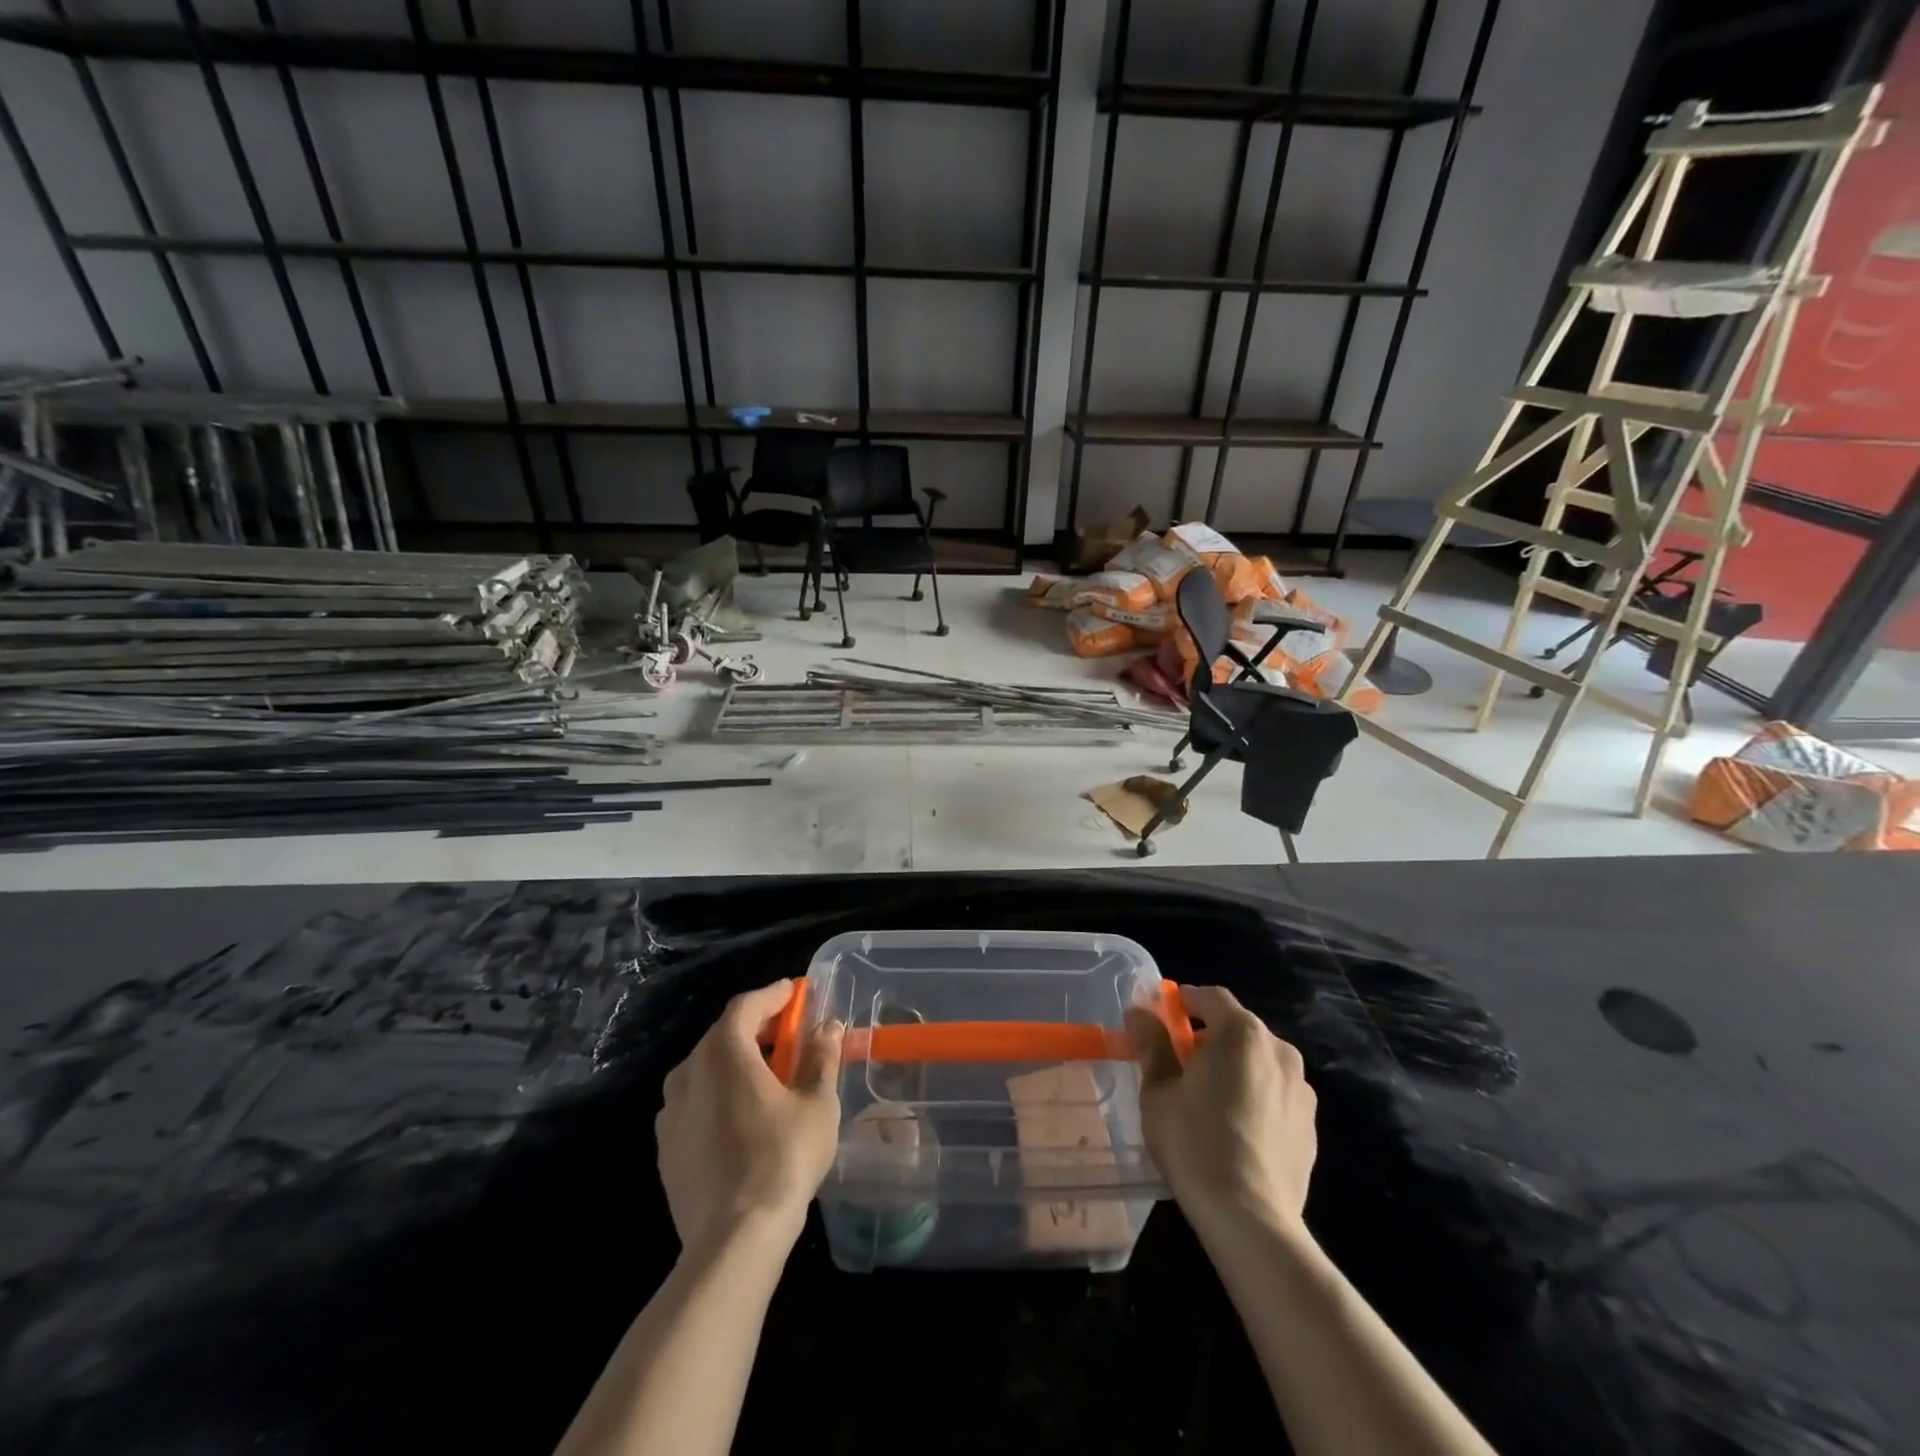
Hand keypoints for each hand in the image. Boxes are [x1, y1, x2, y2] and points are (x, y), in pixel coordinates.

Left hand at [656, 979, 844, 1256]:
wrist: (731, 1240)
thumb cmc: (782, 1159)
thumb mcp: (817, 1104)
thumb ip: (821, 1057)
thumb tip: (828, 1026)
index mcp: (724, 1052)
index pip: (746, 1006)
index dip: (773, 995)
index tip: (796, 992)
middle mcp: (689, 1072)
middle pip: (723, 1034)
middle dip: (756, 1026)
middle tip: (788, 1031)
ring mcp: (671, 1112)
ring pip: (705, 1068)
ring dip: (735, 1060)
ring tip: (766, 1073)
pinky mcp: (665, 1147)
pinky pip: (694, 1101)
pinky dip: (718, 1093)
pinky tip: (741, 1114)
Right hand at [1126, 984, 1316, 1233]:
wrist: (1250, 1218)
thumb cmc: (1195, 1142)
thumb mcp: (1158, 1090)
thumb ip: (1151, 1044)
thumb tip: (1139, 1013)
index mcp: (1242, 1034)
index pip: (1211, 997)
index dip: (1185, 1001)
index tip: (1163, 1016)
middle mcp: (1279, 1051)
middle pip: (1239, 1029)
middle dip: (1209, 1037)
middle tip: (1180, 1062)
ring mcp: (1301, 1091)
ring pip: (1259, 1063)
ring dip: (1235, 1068)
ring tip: (1209, 1100)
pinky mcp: (1311, 1127)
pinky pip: (1276, 1096)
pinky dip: (1255, 1098)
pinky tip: (1236, 1131)